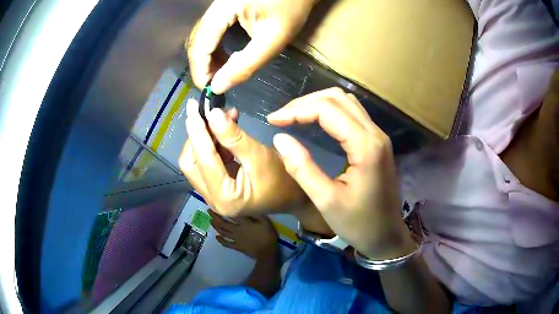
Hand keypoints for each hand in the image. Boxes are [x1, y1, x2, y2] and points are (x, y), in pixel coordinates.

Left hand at [179, 99, 308, 215]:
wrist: (293, 197)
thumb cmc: (283, 180)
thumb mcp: (260, 156)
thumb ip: (234, 137)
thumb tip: (213, 114)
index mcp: (224, 197)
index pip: (203, 159)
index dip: (197, 131)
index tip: (193, 106)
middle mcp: (212, 198)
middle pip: (191, 163)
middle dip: (196, 136)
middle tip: (206, 112)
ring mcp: (213, 194)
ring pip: (197, 161)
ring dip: (205, 137)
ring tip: (221, 116)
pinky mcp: (217, 187)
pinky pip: (207, 161)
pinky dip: (213, 143)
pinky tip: (225, 128)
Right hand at [186, 0, 318, 93]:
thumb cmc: (292, 10)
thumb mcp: (272, 40)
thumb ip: (246, 64)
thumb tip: (219, 86)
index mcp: (223, 9)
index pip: (199, 44)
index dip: (200, 70)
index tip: (209, 90)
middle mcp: (215, 6)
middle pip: (196, 40)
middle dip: (203, 65)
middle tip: (216, 84)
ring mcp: (218, 6)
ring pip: (201, 36)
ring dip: (207, 58)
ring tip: (221, 73)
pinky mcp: (224, 8)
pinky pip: (210, 30)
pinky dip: (213, 47)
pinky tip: (224, 57)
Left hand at [209, 210, 277, 258]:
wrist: (266, 252)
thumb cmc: (267, 236)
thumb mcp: (266, 222)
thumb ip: (257, 214)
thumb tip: (248, 207)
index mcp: (244, 223)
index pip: (231, 214)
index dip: (223, 209)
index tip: (215, 204)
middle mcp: (237, 229)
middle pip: (223, 223)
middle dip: (215, 217)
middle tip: (208, 211)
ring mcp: (236, 239)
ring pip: (223, 232)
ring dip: (216, 227)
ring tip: (210, 221)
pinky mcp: (237, 246)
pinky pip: (227, 243)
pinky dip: (221, 240)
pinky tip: (217, 237)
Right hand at [267, 88, 415, 258]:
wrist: (387, 236)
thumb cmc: (358, 223)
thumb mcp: (326, 200)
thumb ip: (301, 168)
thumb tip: (279, 138)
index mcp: (366, 146)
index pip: (328, 110)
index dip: (296, 110)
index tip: (273, 120)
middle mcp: (375, 133)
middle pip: (338, 98)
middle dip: (305, 103)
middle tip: (282, 117)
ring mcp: (378, 136)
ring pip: (346, 102)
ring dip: (318, 104)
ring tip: (294, 116)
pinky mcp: (376, 142)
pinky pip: (352, 114)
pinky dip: (330, 111)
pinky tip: (315, 121)